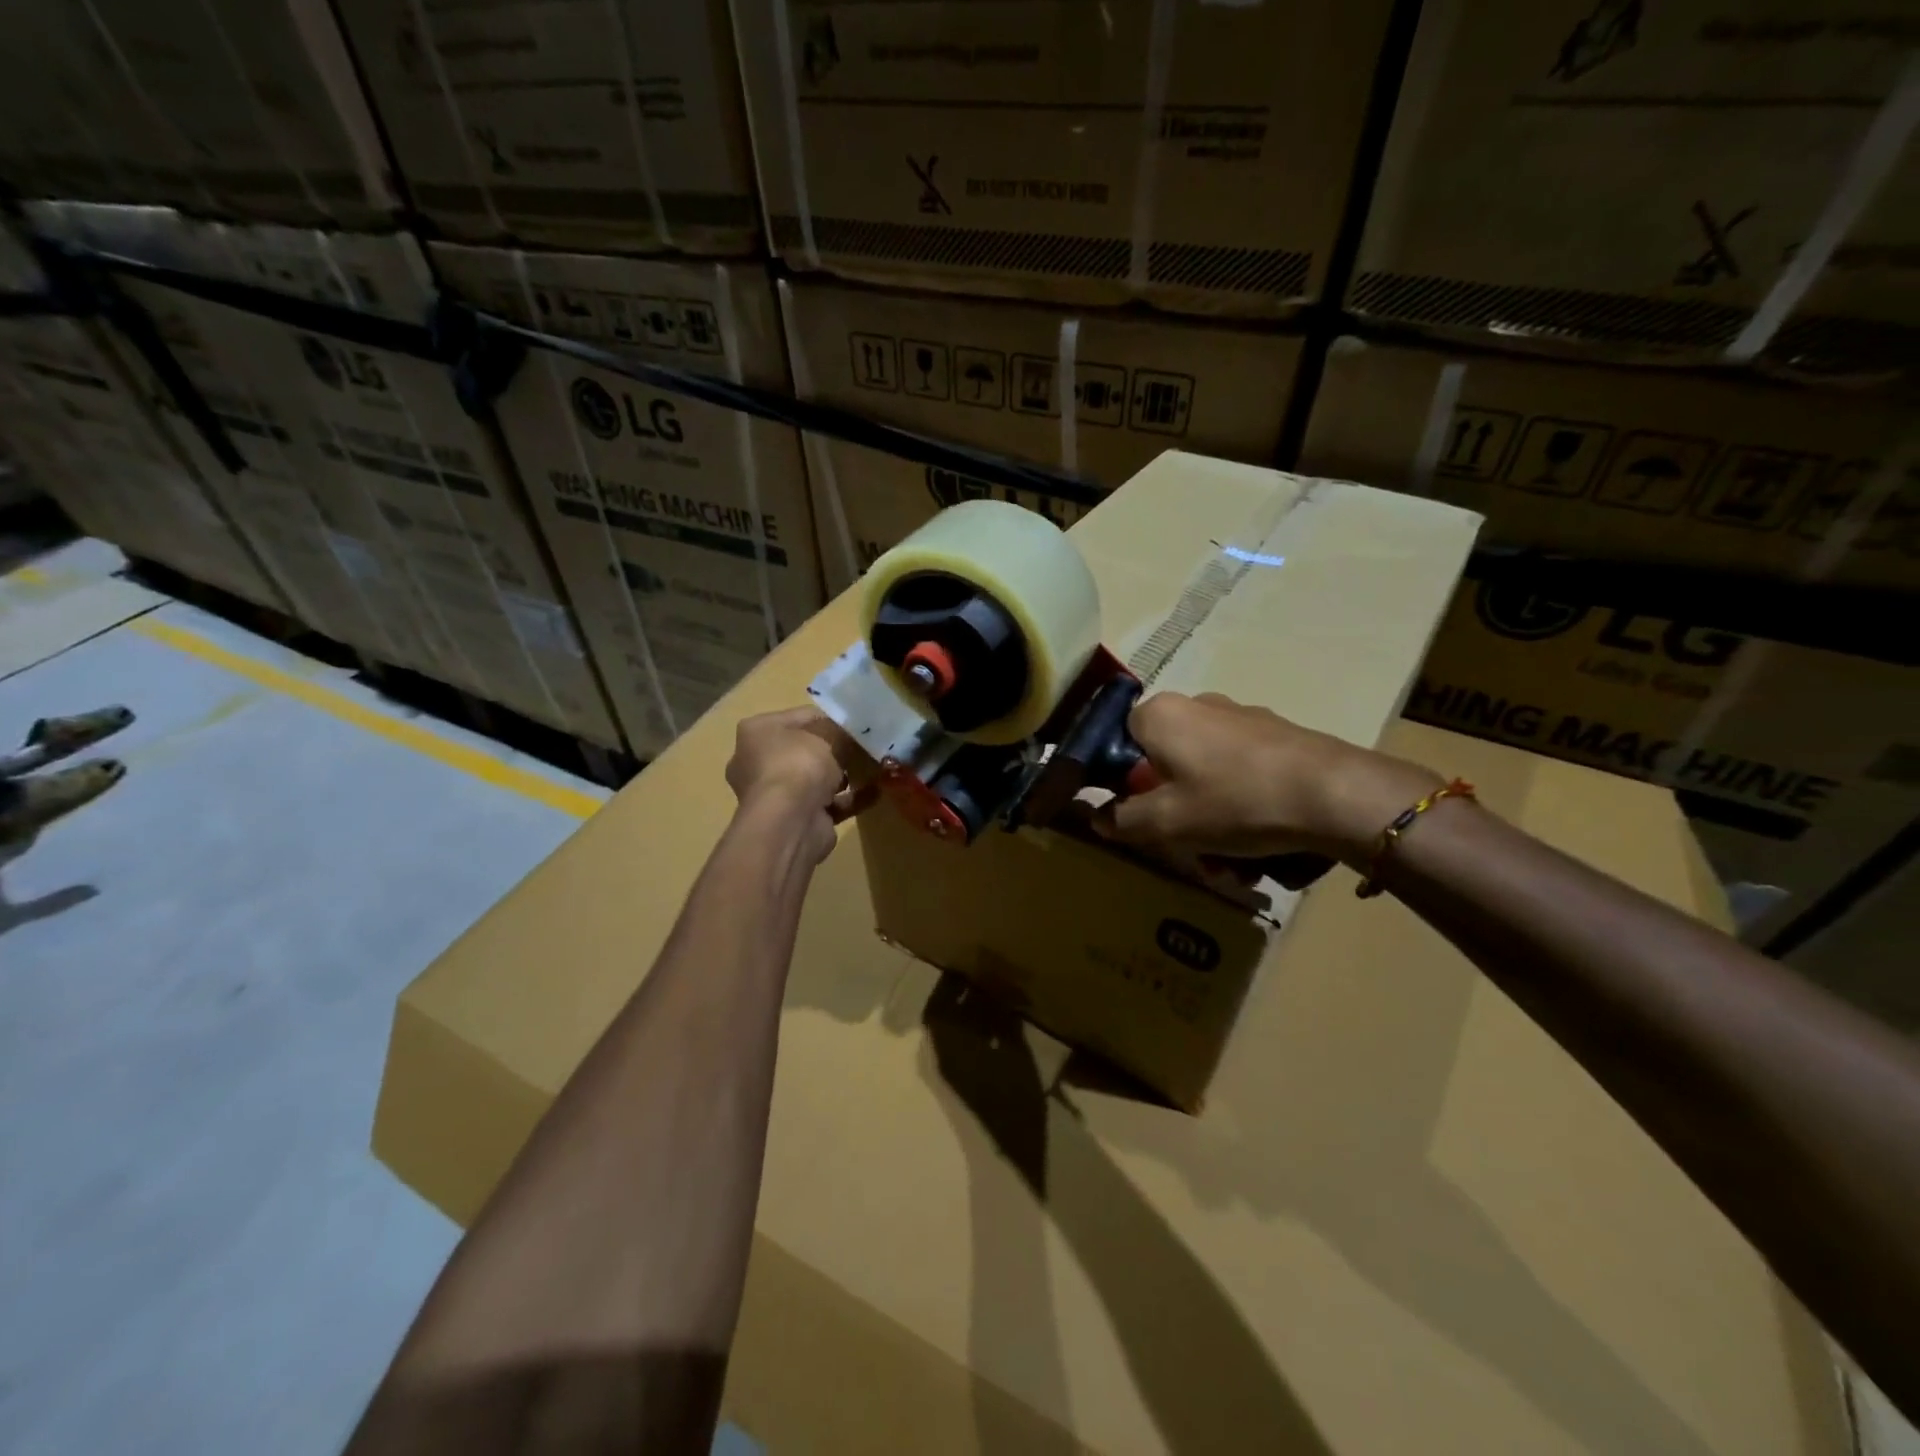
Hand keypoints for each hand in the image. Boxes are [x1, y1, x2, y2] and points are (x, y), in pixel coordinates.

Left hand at [726, 706, 873, 860]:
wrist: (790, 823)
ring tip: (876, 767)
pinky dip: (852, 797)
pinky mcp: (797, 818)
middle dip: (840, 749)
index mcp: (758, 732)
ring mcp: (778, 793)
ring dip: (846, 774)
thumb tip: (858, 730)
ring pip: (819, 778)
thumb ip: (845, 729)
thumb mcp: (828, 734)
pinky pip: (830, 803)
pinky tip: (877, 791)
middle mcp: (760, 761)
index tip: (859, 723)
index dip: (833, 718)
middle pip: (810, 748)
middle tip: (868, 745)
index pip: (802, 717)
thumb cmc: (799, 765)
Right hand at [1095, 692, 1442, 866]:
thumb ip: (1121, 819)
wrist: (1335, 795)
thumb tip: (1097, 817)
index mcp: (1162, 714)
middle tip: (1188, 848)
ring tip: (1231, 863)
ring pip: (1204, 774)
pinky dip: (1239, 807)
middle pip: (1165, 762)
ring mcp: (1242, 718)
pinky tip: (1260, 844)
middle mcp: (1199, 704)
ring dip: (1208, 819)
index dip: (1124, 781)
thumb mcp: (1166, 823)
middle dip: (1172, 810)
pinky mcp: (1276, 736)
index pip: (1120, 739)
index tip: (1140, 814)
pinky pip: (1240, 773)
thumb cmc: (1235, 802)